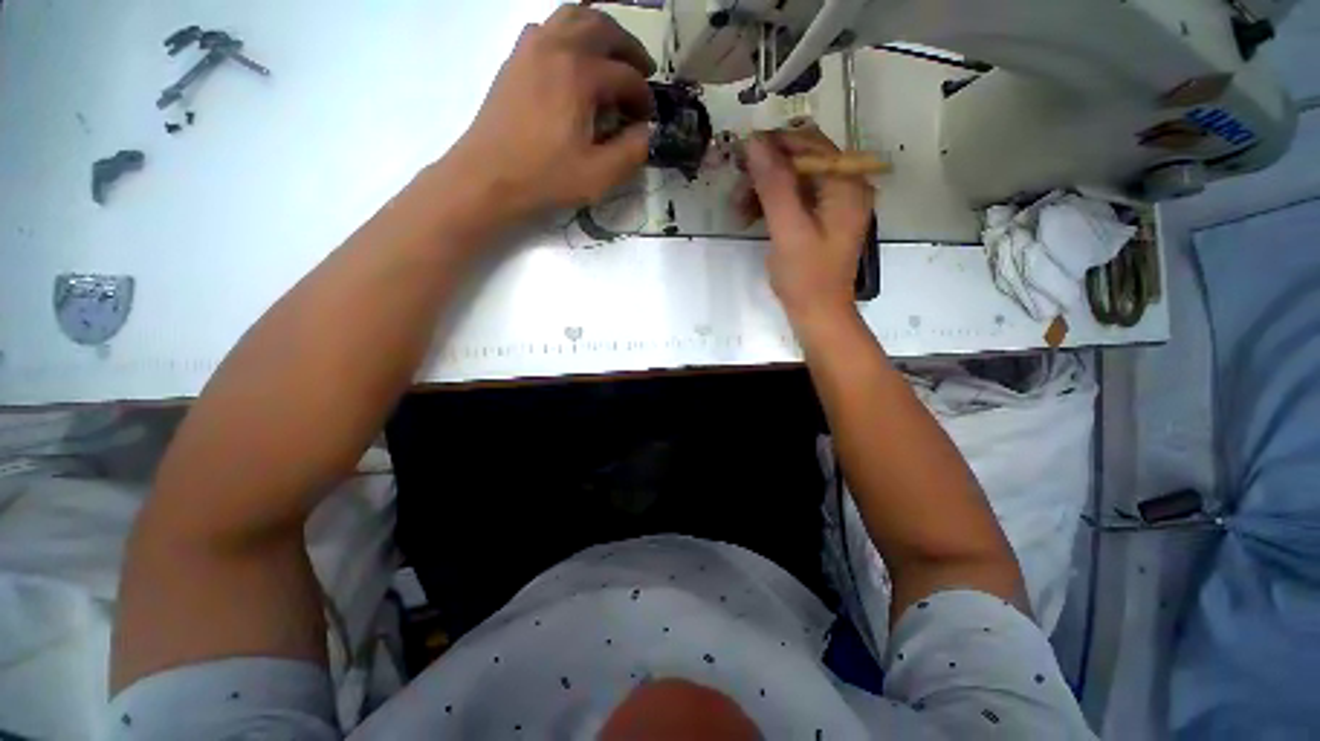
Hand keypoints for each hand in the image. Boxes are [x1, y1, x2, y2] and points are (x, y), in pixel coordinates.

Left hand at [442, 6, 654, 225]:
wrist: (488, 177)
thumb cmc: (545, 178)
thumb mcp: (599, 176)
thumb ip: (632, 151)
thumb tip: (647, 131)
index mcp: (580, 74)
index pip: (627, 75)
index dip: (644, 97)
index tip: (648, 119)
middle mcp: (557, 46)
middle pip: (604, 27)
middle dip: (630, 49)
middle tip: (643, 72)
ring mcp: (531, 46)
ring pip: (575, 16)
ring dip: (602, 32)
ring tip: (614, 58)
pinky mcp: (516, 57)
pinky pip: (549, 26)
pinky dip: (571, 33)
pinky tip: (575, 59)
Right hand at [742, 128, 874, 326]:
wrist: (819, 315)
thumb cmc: (805, 277)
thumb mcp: (787, 229)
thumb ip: (773, 184)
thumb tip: (754, 141)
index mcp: (846, 184)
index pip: (809, 144)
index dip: (772, 145)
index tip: (738, 159)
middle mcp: (847, 185)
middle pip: (802, 159)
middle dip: (765, 170)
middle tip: (736, 190)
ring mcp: (836, 203)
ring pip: (795, 178)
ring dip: (764, 188)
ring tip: (739, 210)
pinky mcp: (823, 219)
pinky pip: (796, 197)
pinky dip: (772, 202)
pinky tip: (752, 216)